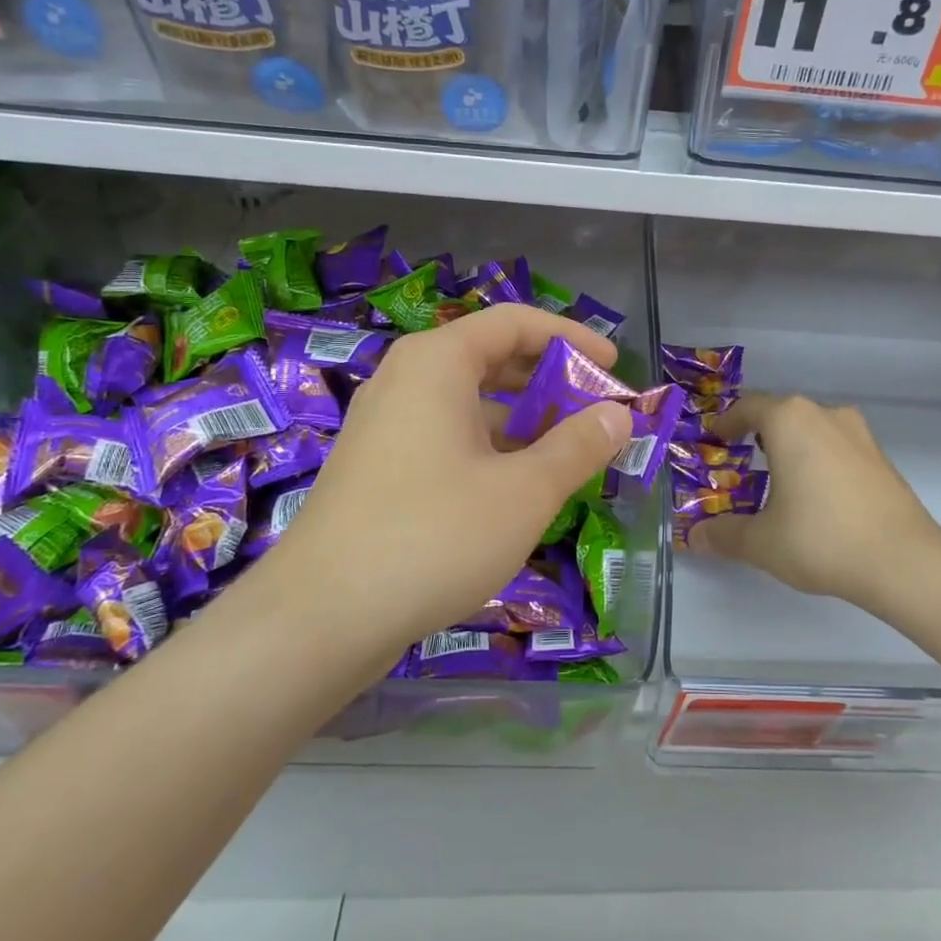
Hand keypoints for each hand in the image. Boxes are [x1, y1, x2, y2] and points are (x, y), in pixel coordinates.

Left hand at [275, 305, 630, 654]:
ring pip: (468, 402)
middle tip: (596, 412)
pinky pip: (446, 436)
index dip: (571, 337)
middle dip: (550, 381)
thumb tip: (618, 414)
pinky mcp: (377, 466)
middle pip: (491, 358)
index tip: (614, 367)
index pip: (515, 323)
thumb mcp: (526, 491)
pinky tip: (516, 488)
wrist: (322, 617)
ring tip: (566, 454)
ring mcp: (385, 424)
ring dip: (522, 420)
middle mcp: (406, 380)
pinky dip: (489, 447)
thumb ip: (579, 445)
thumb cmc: (435, 535)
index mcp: (438, 362)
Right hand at [690, 393, 940, 610]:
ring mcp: (858, 433)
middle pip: (782, 413)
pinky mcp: (881, 456)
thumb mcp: (761, 542)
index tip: (714, 438)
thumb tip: (696, 537)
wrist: (903, 561)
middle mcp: (824, 414)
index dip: (727, 422)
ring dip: (792, 444)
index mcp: (789, 420)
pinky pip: (837, 446)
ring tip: (779, 476)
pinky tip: (817, 493)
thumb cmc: (820, 538)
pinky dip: (819, 458)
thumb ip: (724, 534)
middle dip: (758, 433)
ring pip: (813, 427)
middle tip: (742, 459)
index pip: (748, 407)